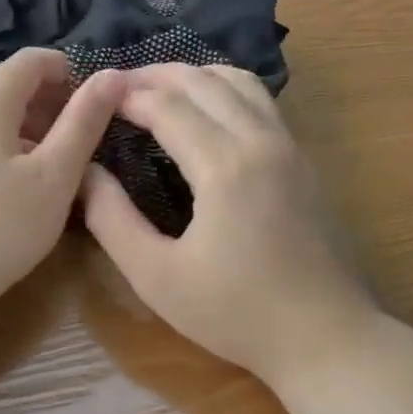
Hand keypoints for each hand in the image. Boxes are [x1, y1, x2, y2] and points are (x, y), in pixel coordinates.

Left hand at [0, 49, 125, 318]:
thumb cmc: (0, 228)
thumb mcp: (54, 175)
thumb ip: (84, 122)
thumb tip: (112, 75)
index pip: (32, 59)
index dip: (71, 70)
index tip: (100, 103)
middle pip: (14, 85)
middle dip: (57, 101)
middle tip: (91, 138)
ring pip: (1, 117)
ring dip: (39, 128)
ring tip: (67, 165)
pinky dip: (16, 149)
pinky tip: (31, 188)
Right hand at [81, 64, 382, 387]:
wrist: (327, 338)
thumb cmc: (236, 314)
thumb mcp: (156, 276)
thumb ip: (111, 219)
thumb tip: (85, 171)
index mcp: (225, 166)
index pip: (166, 105)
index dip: (126, 95)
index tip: (93, 96)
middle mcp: (261, 140)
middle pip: (202, 80)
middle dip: (154, 76)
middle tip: (115, 87)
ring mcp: (289, 145)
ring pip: (238, 80)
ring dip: (193, 75)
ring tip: (157, 90)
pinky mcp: (303, 159)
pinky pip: (260, 100)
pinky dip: (223, 88)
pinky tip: (205, 110)